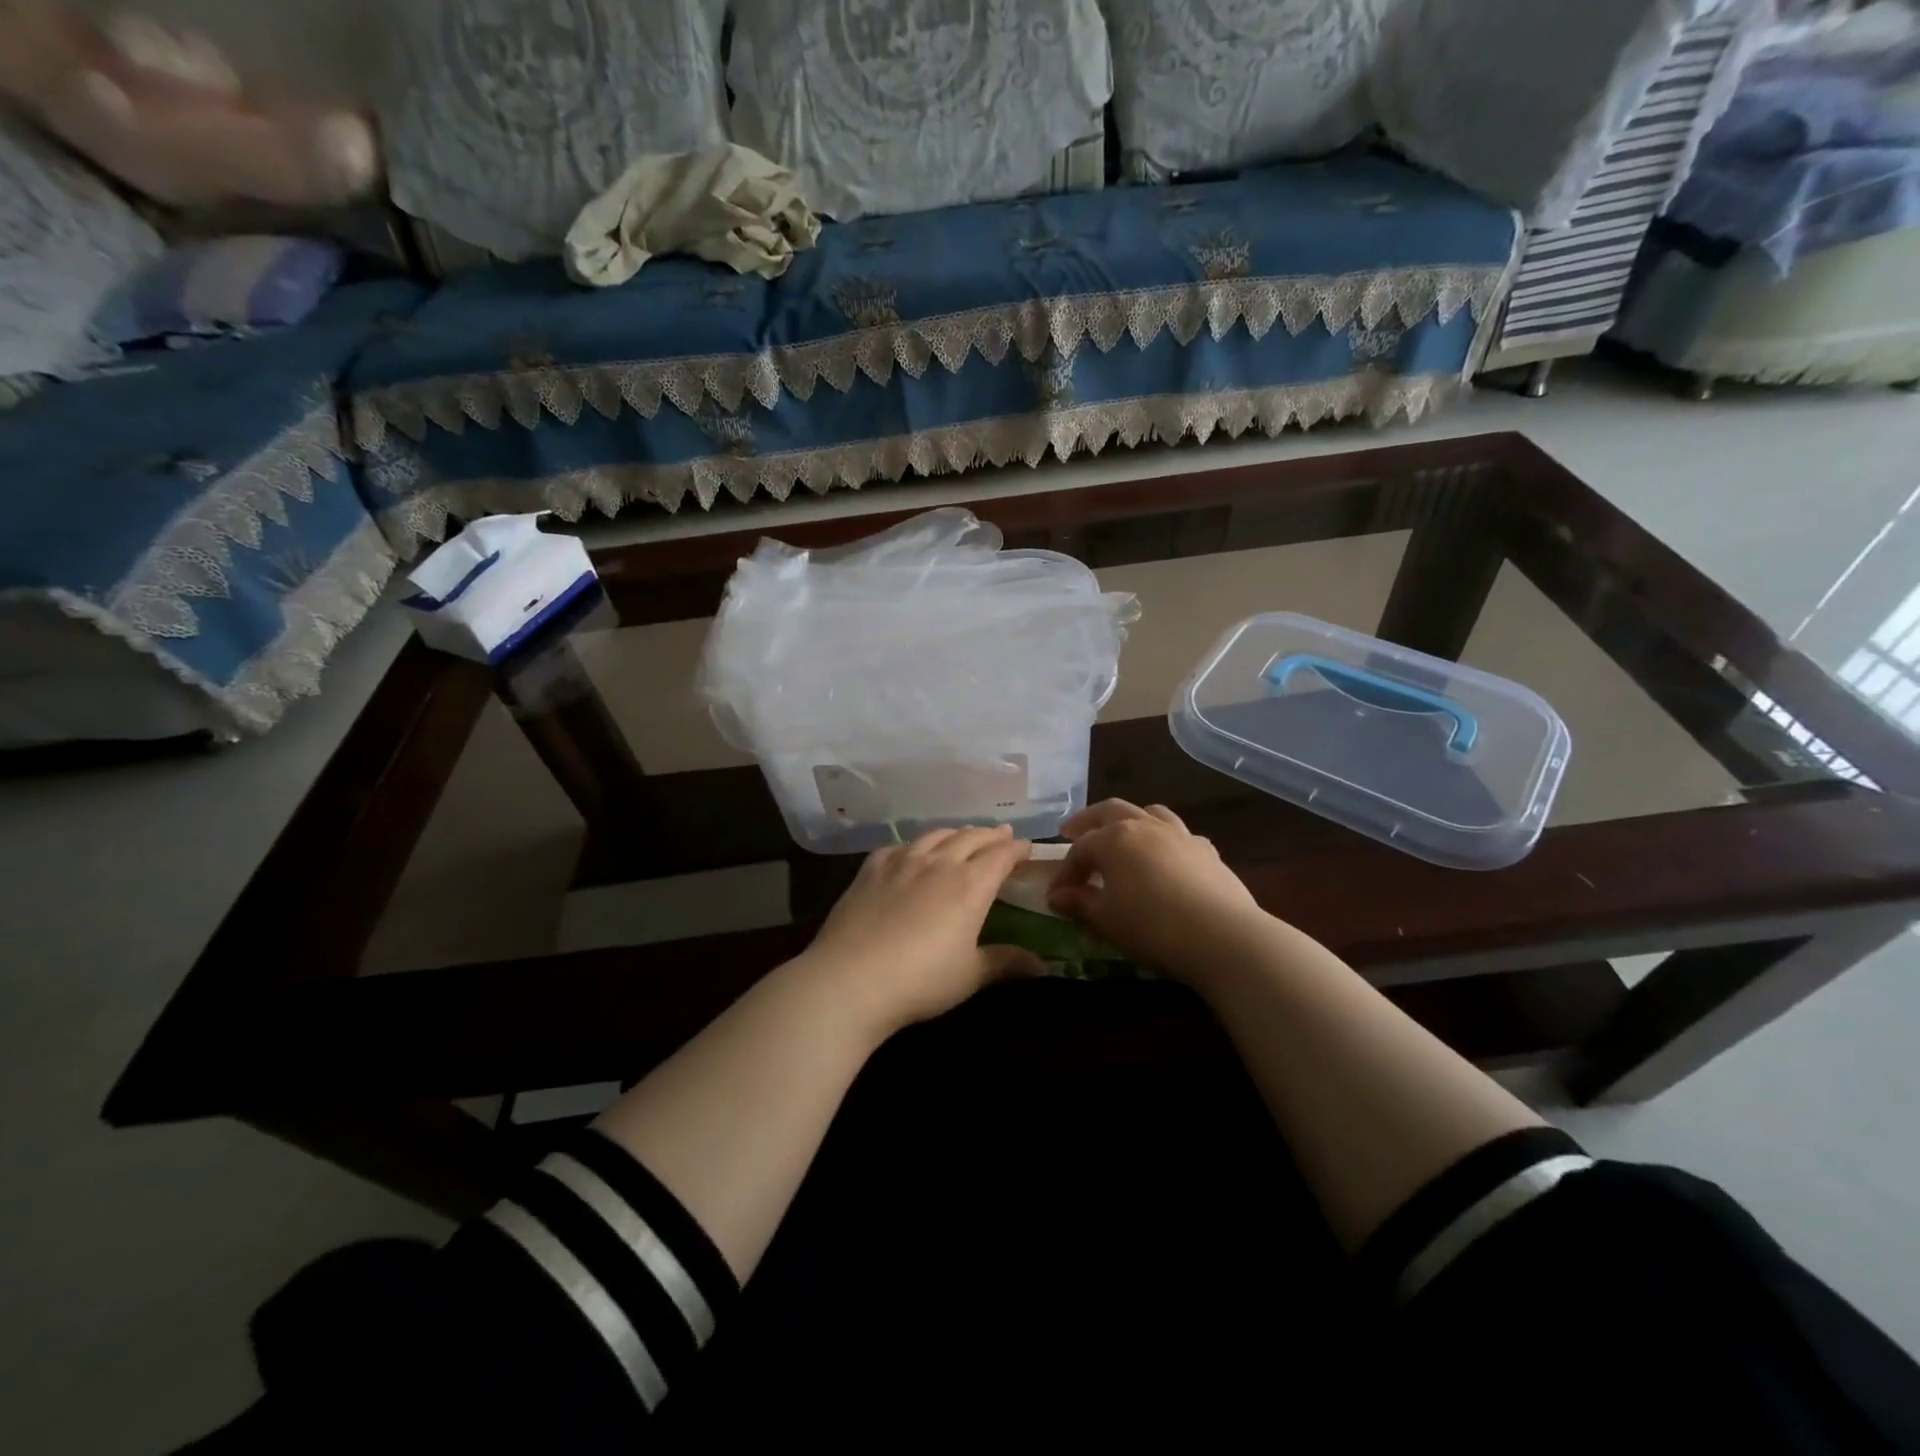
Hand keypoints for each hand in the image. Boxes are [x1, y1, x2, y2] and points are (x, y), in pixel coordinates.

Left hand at [797, 825, 1044, 1037]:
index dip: (1016, 848)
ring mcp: (902, 862)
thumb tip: (1044, 966)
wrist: (850, 979)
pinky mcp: (871, 870)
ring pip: (935, 835)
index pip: (1000, 855)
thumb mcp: (970, 975)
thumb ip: (1006, 963)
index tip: (1026, 846)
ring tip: (963, 836)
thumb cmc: (920, 980)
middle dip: (990, 835)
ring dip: (956, 833)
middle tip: (1002, 835)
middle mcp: (939, 863)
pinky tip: (912, 851)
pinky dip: (916, 845)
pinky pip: (899, 846)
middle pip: (970, 838)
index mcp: (970, 885)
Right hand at [1046, 800, 1270, 979]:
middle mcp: (1145, 826)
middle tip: (1071, 831)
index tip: (1056, 898)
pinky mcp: (1207, 851)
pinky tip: (1165, 859)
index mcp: (1114, 838)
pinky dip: (1164, 840)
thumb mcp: (1106, 920)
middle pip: (1110, 811)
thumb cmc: (1152, 926)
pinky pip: (1179, 835)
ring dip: (1129, 821)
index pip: (1080, 850)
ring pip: (1150, 813)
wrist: (1223, 937)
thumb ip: (1079, 904)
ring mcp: (1180, 835)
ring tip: (1121, 834)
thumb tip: (1057, 897)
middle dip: (1088, 822)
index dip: (1065, 872)